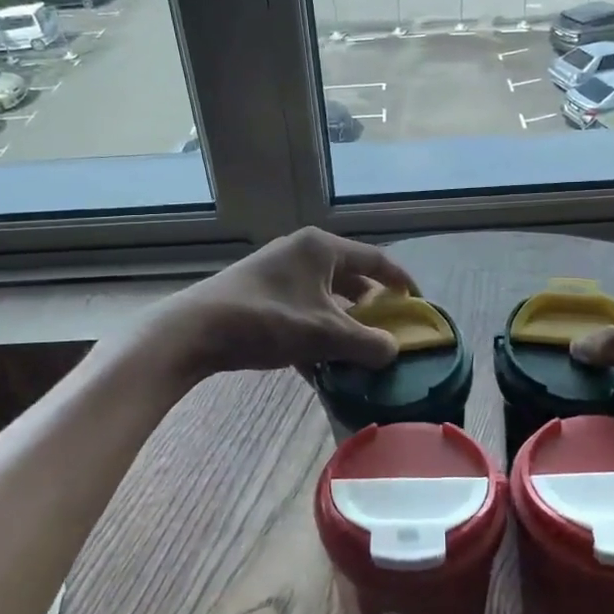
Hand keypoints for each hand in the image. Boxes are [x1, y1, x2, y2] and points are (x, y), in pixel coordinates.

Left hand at [153, 227, 416, 381]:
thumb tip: (394, 351)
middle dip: (371, 307)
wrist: (194, 331)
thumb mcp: (324, 334)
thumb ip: (367, 343)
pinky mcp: (261, 296)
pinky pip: (302, 312)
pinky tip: (321, 364)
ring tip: (359, 352)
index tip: (418, 303)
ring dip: (343, 324)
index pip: (375, 259)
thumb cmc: (266, 320)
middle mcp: (302, 253)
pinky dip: (316, 333)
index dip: (401, 281)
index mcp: (321, 249)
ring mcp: (278, 273)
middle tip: (389, 331)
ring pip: (325, 298)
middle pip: (350, 278)